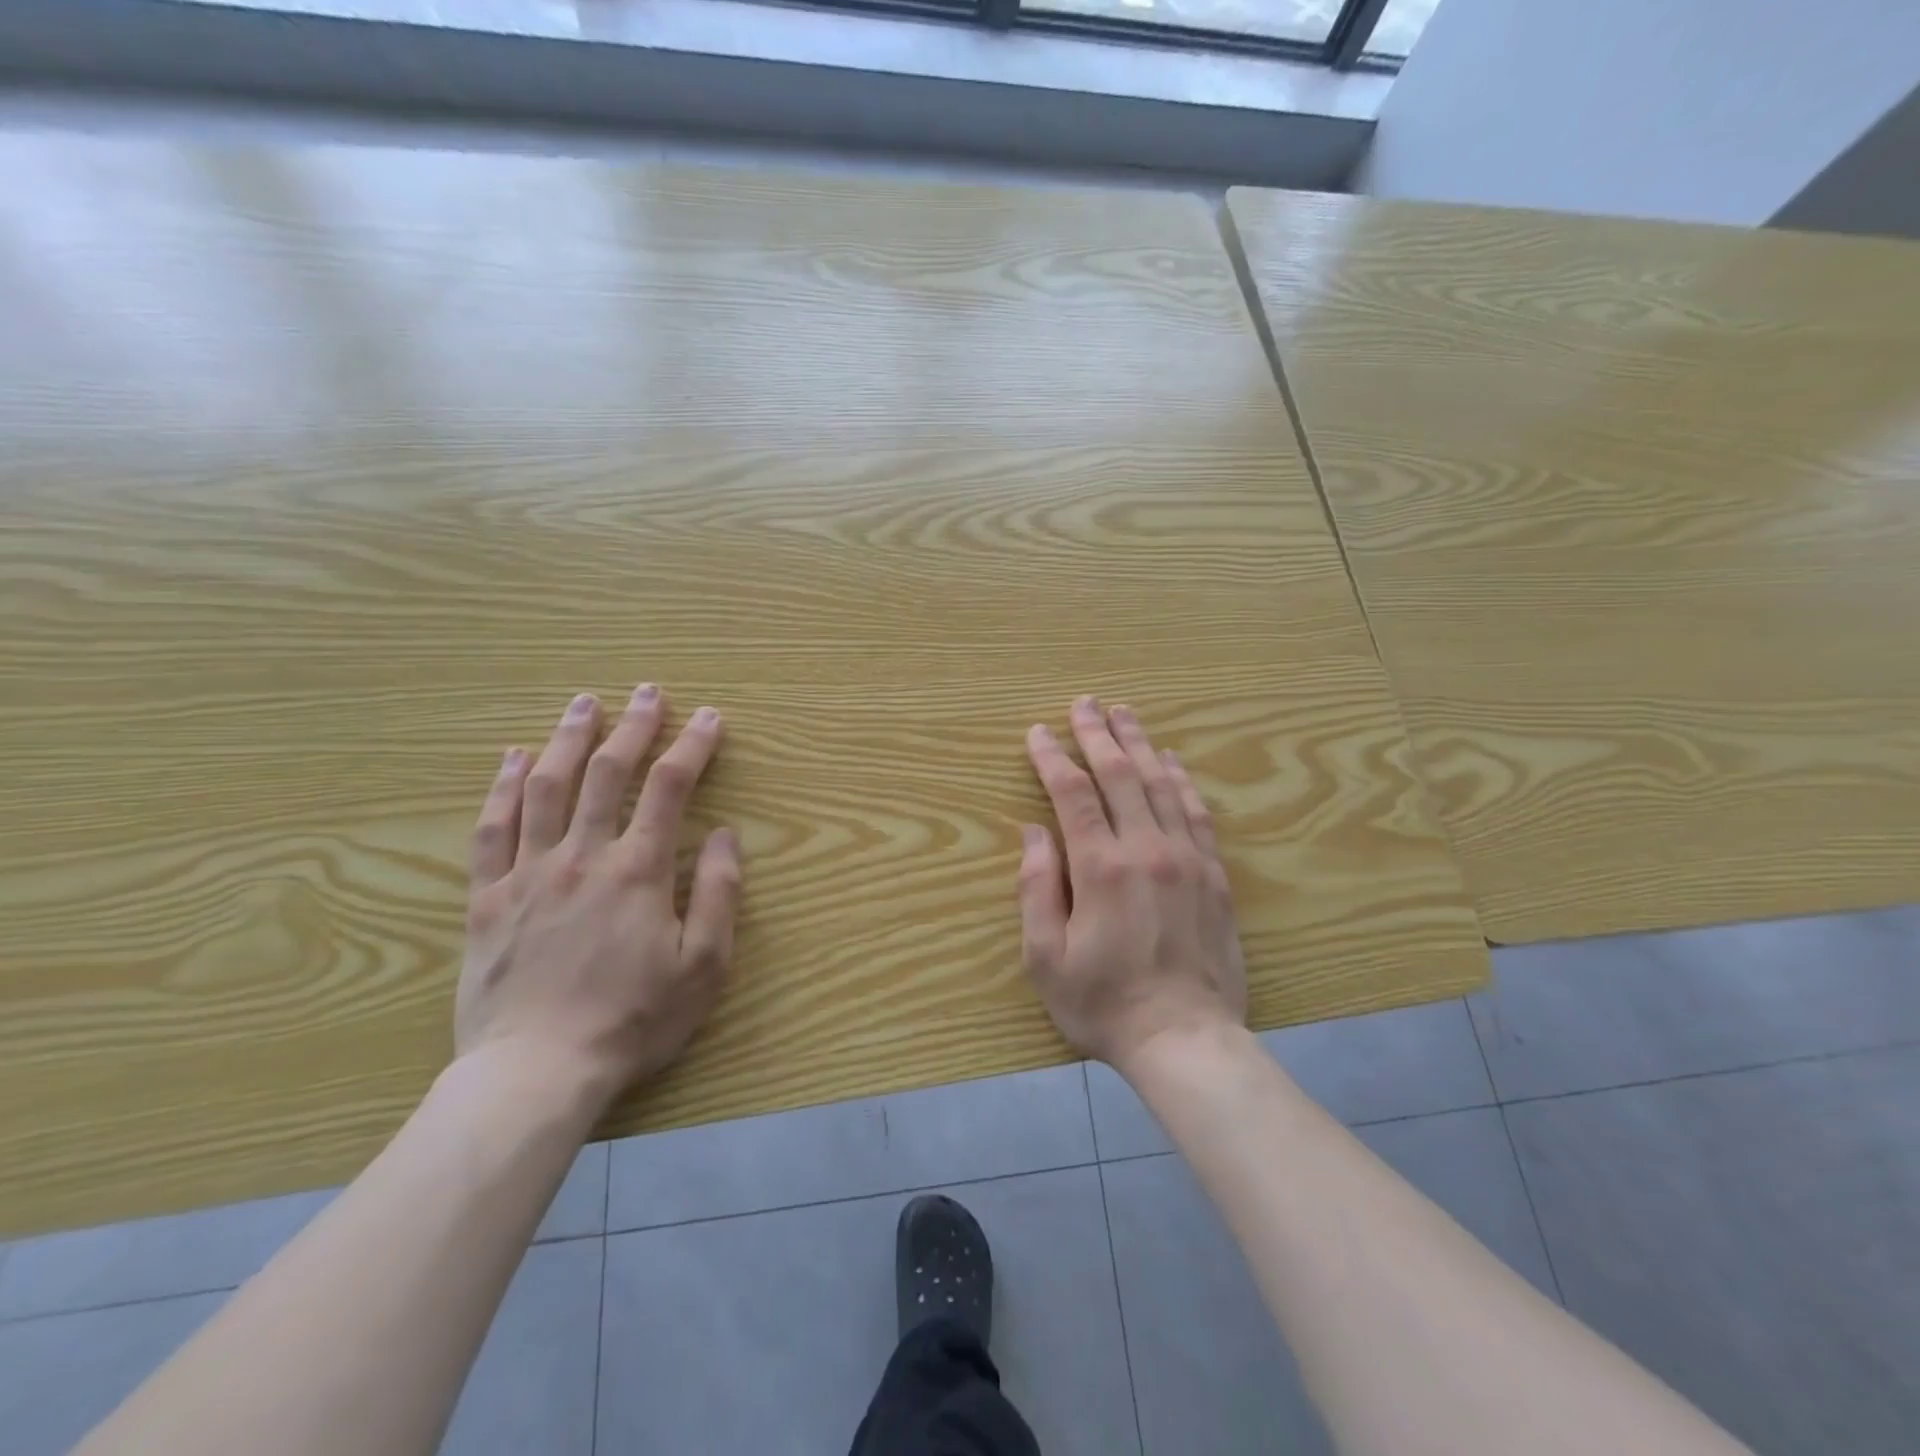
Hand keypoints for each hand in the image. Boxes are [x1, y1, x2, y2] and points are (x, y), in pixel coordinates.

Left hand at [456, 685, 740, 1109]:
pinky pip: (492, 830)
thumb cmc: (633, 1021)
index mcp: (637, 871)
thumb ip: (717, 894)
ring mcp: (529, 874)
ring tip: (583, 703)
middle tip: (646, 691)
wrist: (536, 1073)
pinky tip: (514, 758)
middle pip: (607, 773)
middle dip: (632, 726)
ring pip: (547, 788)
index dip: (692, 747)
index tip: (709, 717)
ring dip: (568, 739)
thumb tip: (724, 834)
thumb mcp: (703, 966)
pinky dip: (504, 787)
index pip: (670, 789)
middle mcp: (582, 857)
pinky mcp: (487, 899)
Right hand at [1018, 697, 1246, 1069]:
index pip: (1072, 794)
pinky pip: (1197, 813)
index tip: (1037, 733)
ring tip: (1124, 714)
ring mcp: (1187, 859)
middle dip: (1097, 734)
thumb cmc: (1103, 1003)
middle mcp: (1147, 850)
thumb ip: (1037, 889)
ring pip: (1161, 784)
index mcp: (1101, 868)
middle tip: (1083, 703)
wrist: (1185, 1040)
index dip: (1052, 758)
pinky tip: (1172, 760)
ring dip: (1140, 744)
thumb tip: (1034, 832)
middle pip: (1120, 775)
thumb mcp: (1046, 957)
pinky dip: (1182, 780)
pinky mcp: (1214, 875)